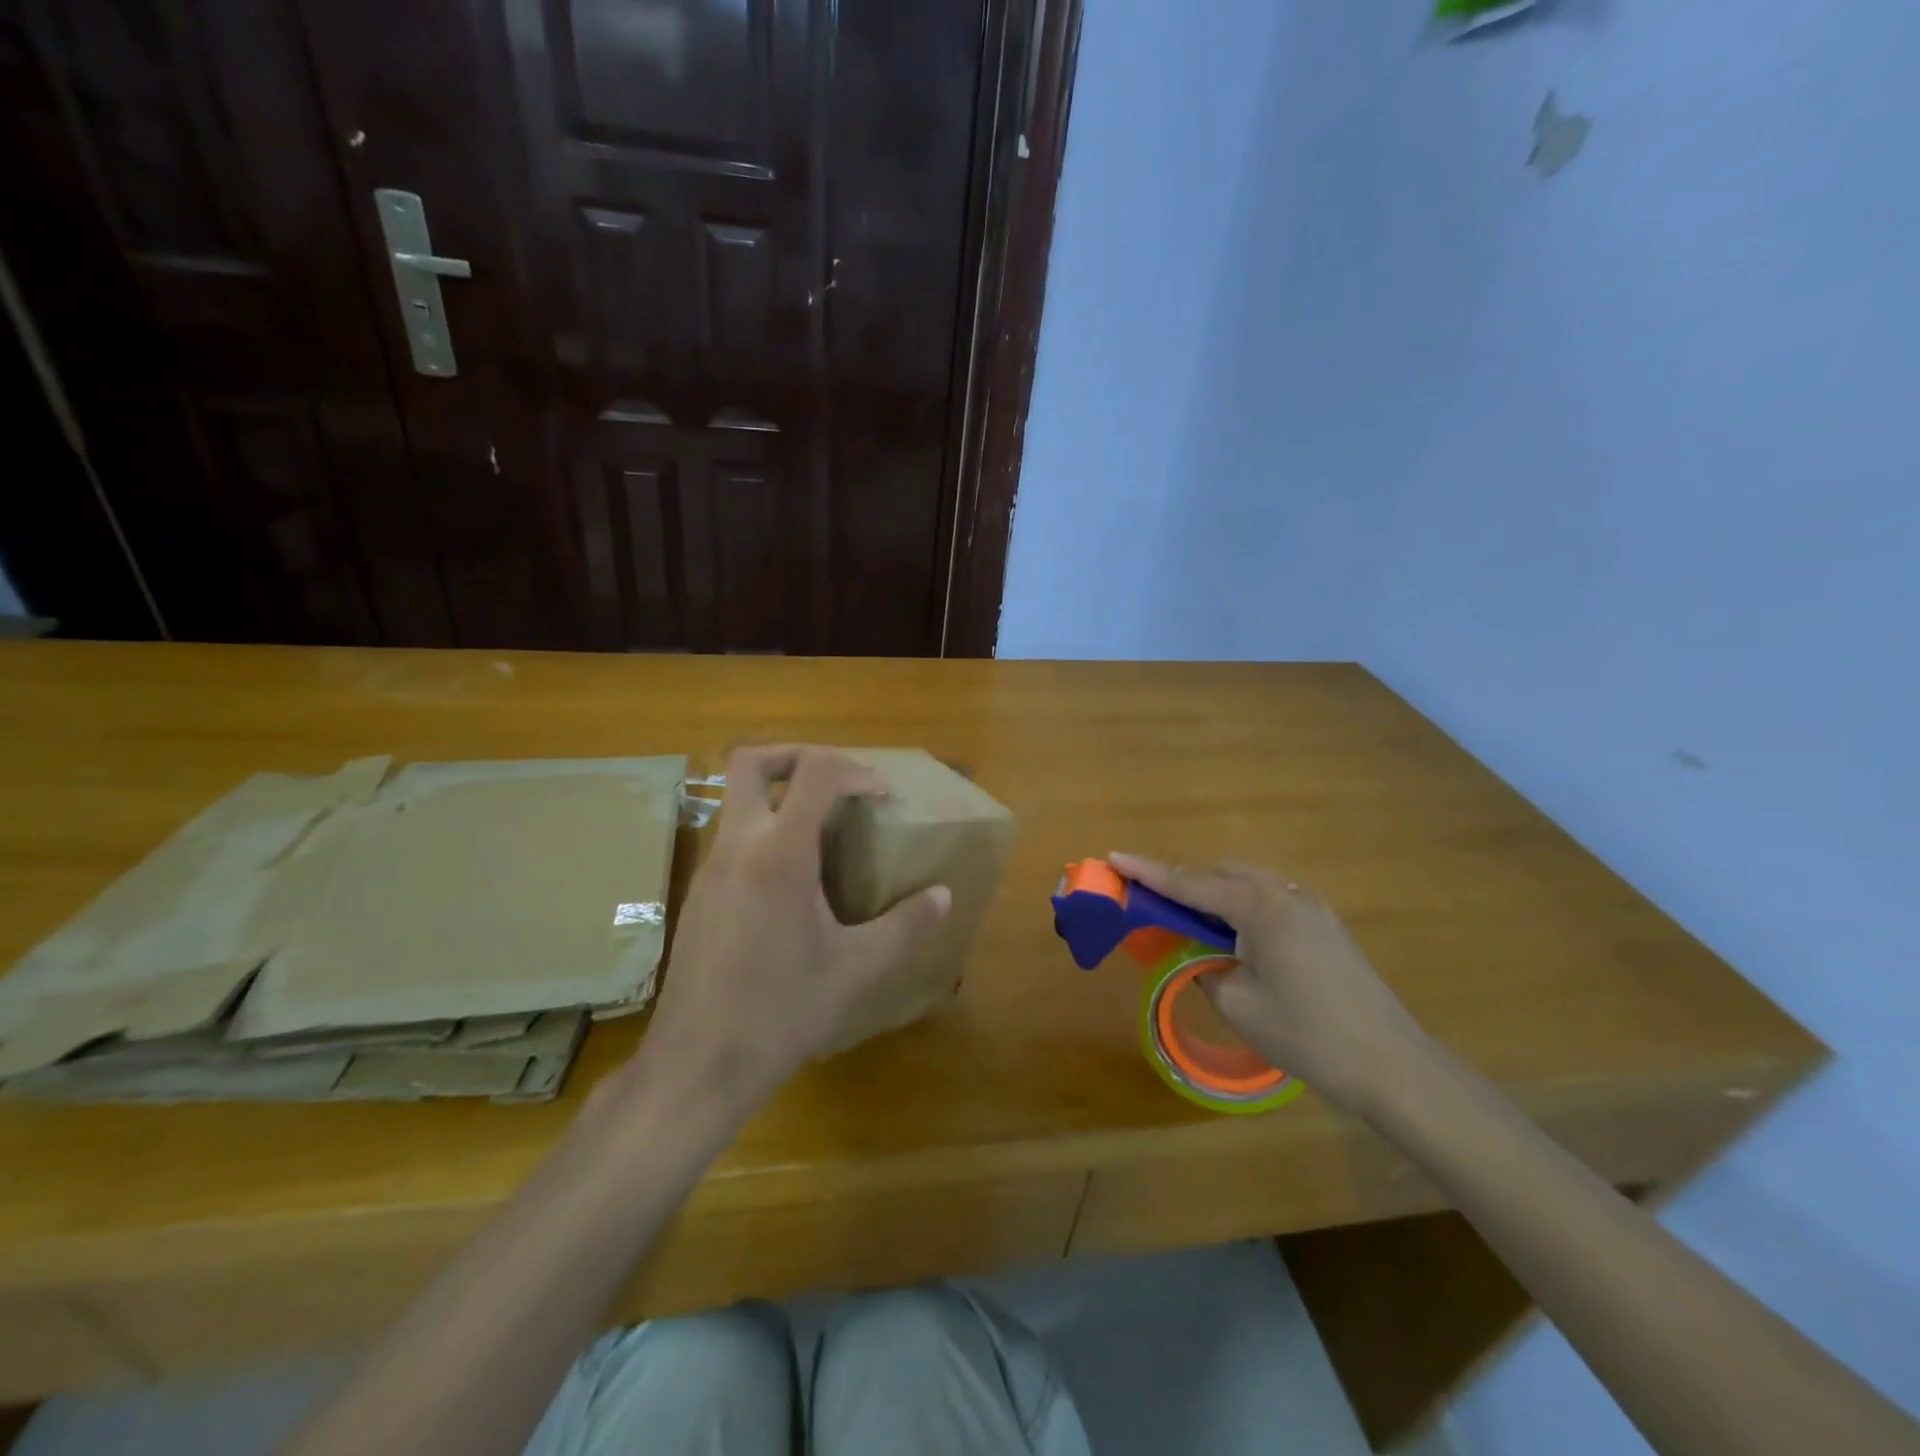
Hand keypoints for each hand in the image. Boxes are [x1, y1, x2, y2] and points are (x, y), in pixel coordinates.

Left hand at [635, 747, 949, 1119]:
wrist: (696, 1068)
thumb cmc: (781, 1013)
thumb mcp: (857, 969)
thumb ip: (906, 926)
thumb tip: (944, 896)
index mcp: (778, 855)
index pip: (815, 774)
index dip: (855, 771)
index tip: (883, 797)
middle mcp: (737, 848)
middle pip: (750, 763)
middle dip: (797, 756)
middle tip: (838, 782)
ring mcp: (709, 871)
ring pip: (736, 801)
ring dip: (780, 797)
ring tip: (824, 833)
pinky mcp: (698, 897)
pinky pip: (732, 839)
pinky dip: (765, 833)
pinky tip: (793, 884)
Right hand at [1108, 854, 1428, 1109]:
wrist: (1391, 1063)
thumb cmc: (1306, 1034)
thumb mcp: (1237, 1002)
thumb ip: (1201, 964)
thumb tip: (1188, 950)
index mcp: (1259, 906)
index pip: (1190, 883)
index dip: (1148, 872)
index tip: (1113, 856)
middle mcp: (1284, 893)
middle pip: (1220, 872)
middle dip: (1181, 881)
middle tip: (1150, 901)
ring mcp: (1309, 905)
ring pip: (1246, 882)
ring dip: (1211, 892)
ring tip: (1185, 917)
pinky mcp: (1323, 924)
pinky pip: (1267, 898)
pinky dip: (1238, 904)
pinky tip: (1230, 933)